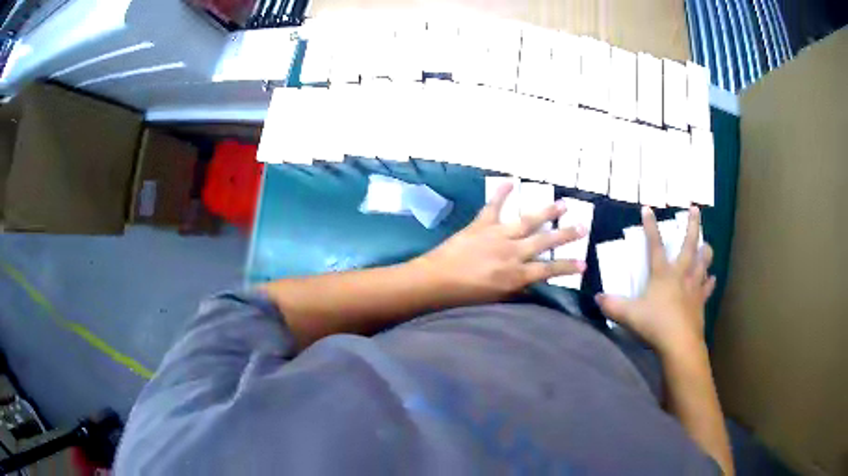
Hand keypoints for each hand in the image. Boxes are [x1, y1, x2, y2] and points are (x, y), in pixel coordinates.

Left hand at [413, 182, 586, 304]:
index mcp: (516, 275)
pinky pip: (494, 206)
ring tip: (563, 204)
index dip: (567, 267)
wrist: (435, 281)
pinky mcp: (481, 225)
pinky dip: (501, 193)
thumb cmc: (464, 296)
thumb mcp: (496, 300)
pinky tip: (511, 181)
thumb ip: (517, 291)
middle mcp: (512, 253)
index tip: (584, 264)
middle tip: (583, 226)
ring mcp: (497, 235)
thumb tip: (533, 285)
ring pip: (527, 221)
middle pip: (544, 242)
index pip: (549, 271)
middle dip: (565, 234)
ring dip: (546, 212)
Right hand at [596, 206, 714, 355]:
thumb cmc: (654, 324)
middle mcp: (680, 274)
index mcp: (662, 273)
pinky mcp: (700, 302)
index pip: (654, 245)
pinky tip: (712, 278)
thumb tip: (597, 298)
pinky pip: (707, 287)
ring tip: (707, 244)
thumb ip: (612, 305)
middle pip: (689, 245)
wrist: (679, 343)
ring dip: (705, 251)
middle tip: (695, 209)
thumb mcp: (628, 315)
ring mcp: (693, 287)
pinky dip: (710, 281)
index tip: (648, 209)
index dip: (650, 227)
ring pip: (703, 263)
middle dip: (692, 225)